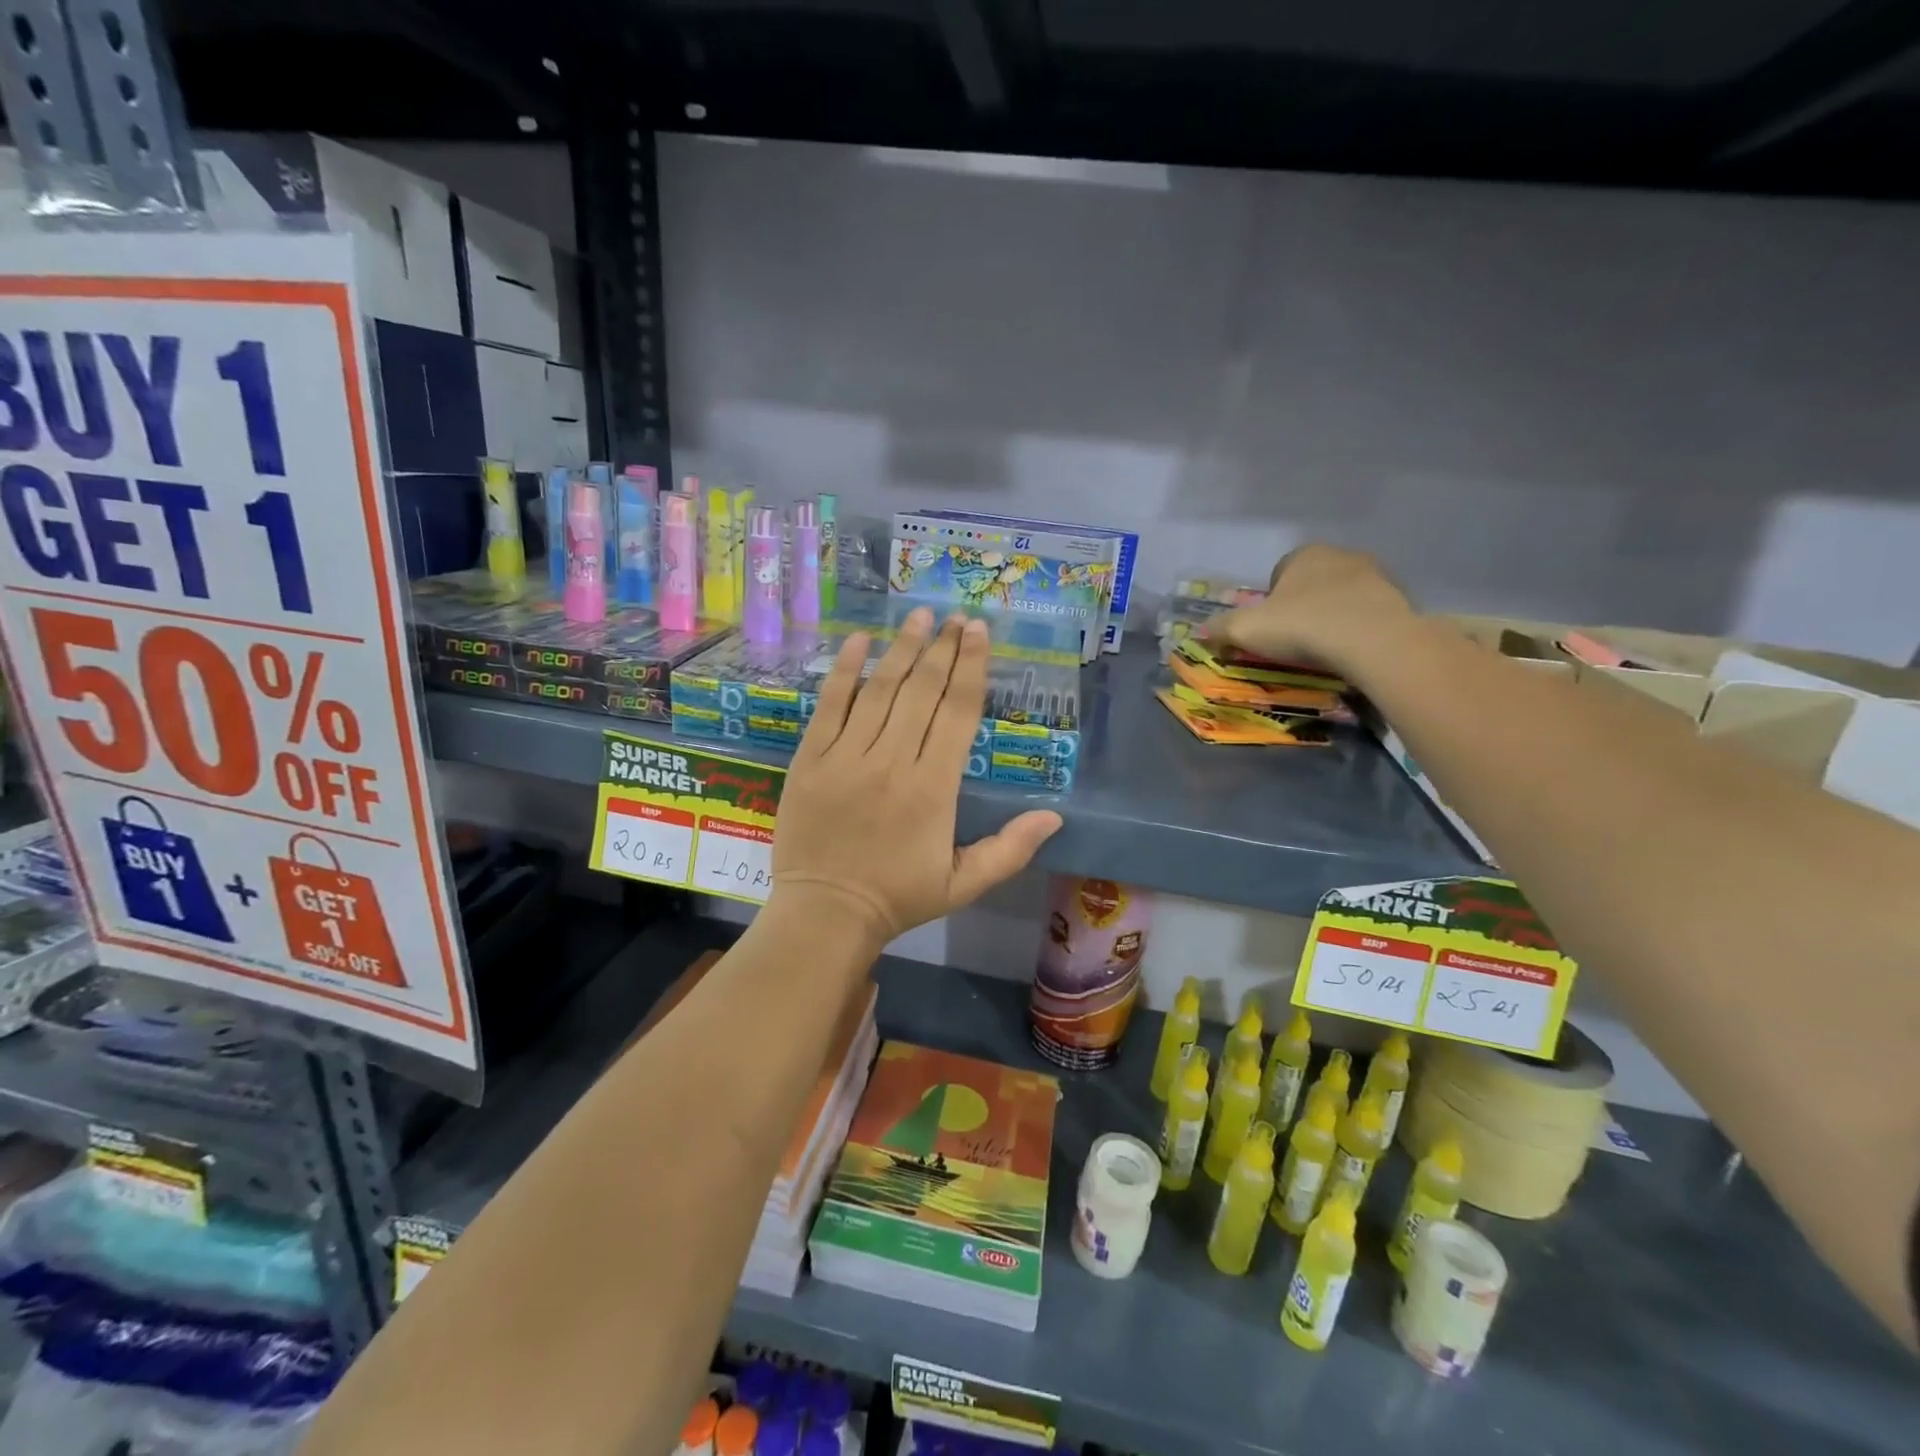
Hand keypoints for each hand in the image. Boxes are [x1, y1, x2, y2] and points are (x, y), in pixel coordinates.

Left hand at [770, 607, 1061, 952]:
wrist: (826, 914)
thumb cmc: (899, 898)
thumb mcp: (964, 884)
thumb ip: (1010, 849)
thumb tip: (1055, 817)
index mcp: (934, 788)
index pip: (958, 713)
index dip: (971, 668)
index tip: (979, 632)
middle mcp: (892, 762)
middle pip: (922, 692)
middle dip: (943, 649)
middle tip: (956, 617)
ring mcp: (847, 757)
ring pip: (880, 691)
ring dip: (902, 648)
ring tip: (920, 616)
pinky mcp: (811, 759)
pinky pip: (829, 705)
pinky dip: (844, 671)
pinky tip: (859, 641)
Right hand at [1202, 545, 1415, 678]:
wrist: (1373, 641)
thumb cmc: (1303, 626)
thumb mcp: (1246, 630)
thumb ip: (1220, 628)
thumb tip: (1201, 631)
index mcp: (1303, 555)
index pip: (1279, 572)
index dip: (1270, 601)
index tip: (1270, 628)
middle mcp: (1340, 555)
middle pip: (1312, 583)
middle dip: (1302, 606)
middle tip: (1294, 640)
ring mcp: (1375, 575)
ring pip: (1342, 596)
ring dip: (1332, 616)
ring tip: (1325, 650)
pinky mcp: (1400, 598)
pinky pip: (1369, 613)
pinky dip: (1359, 628)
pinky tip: (1352, 651)